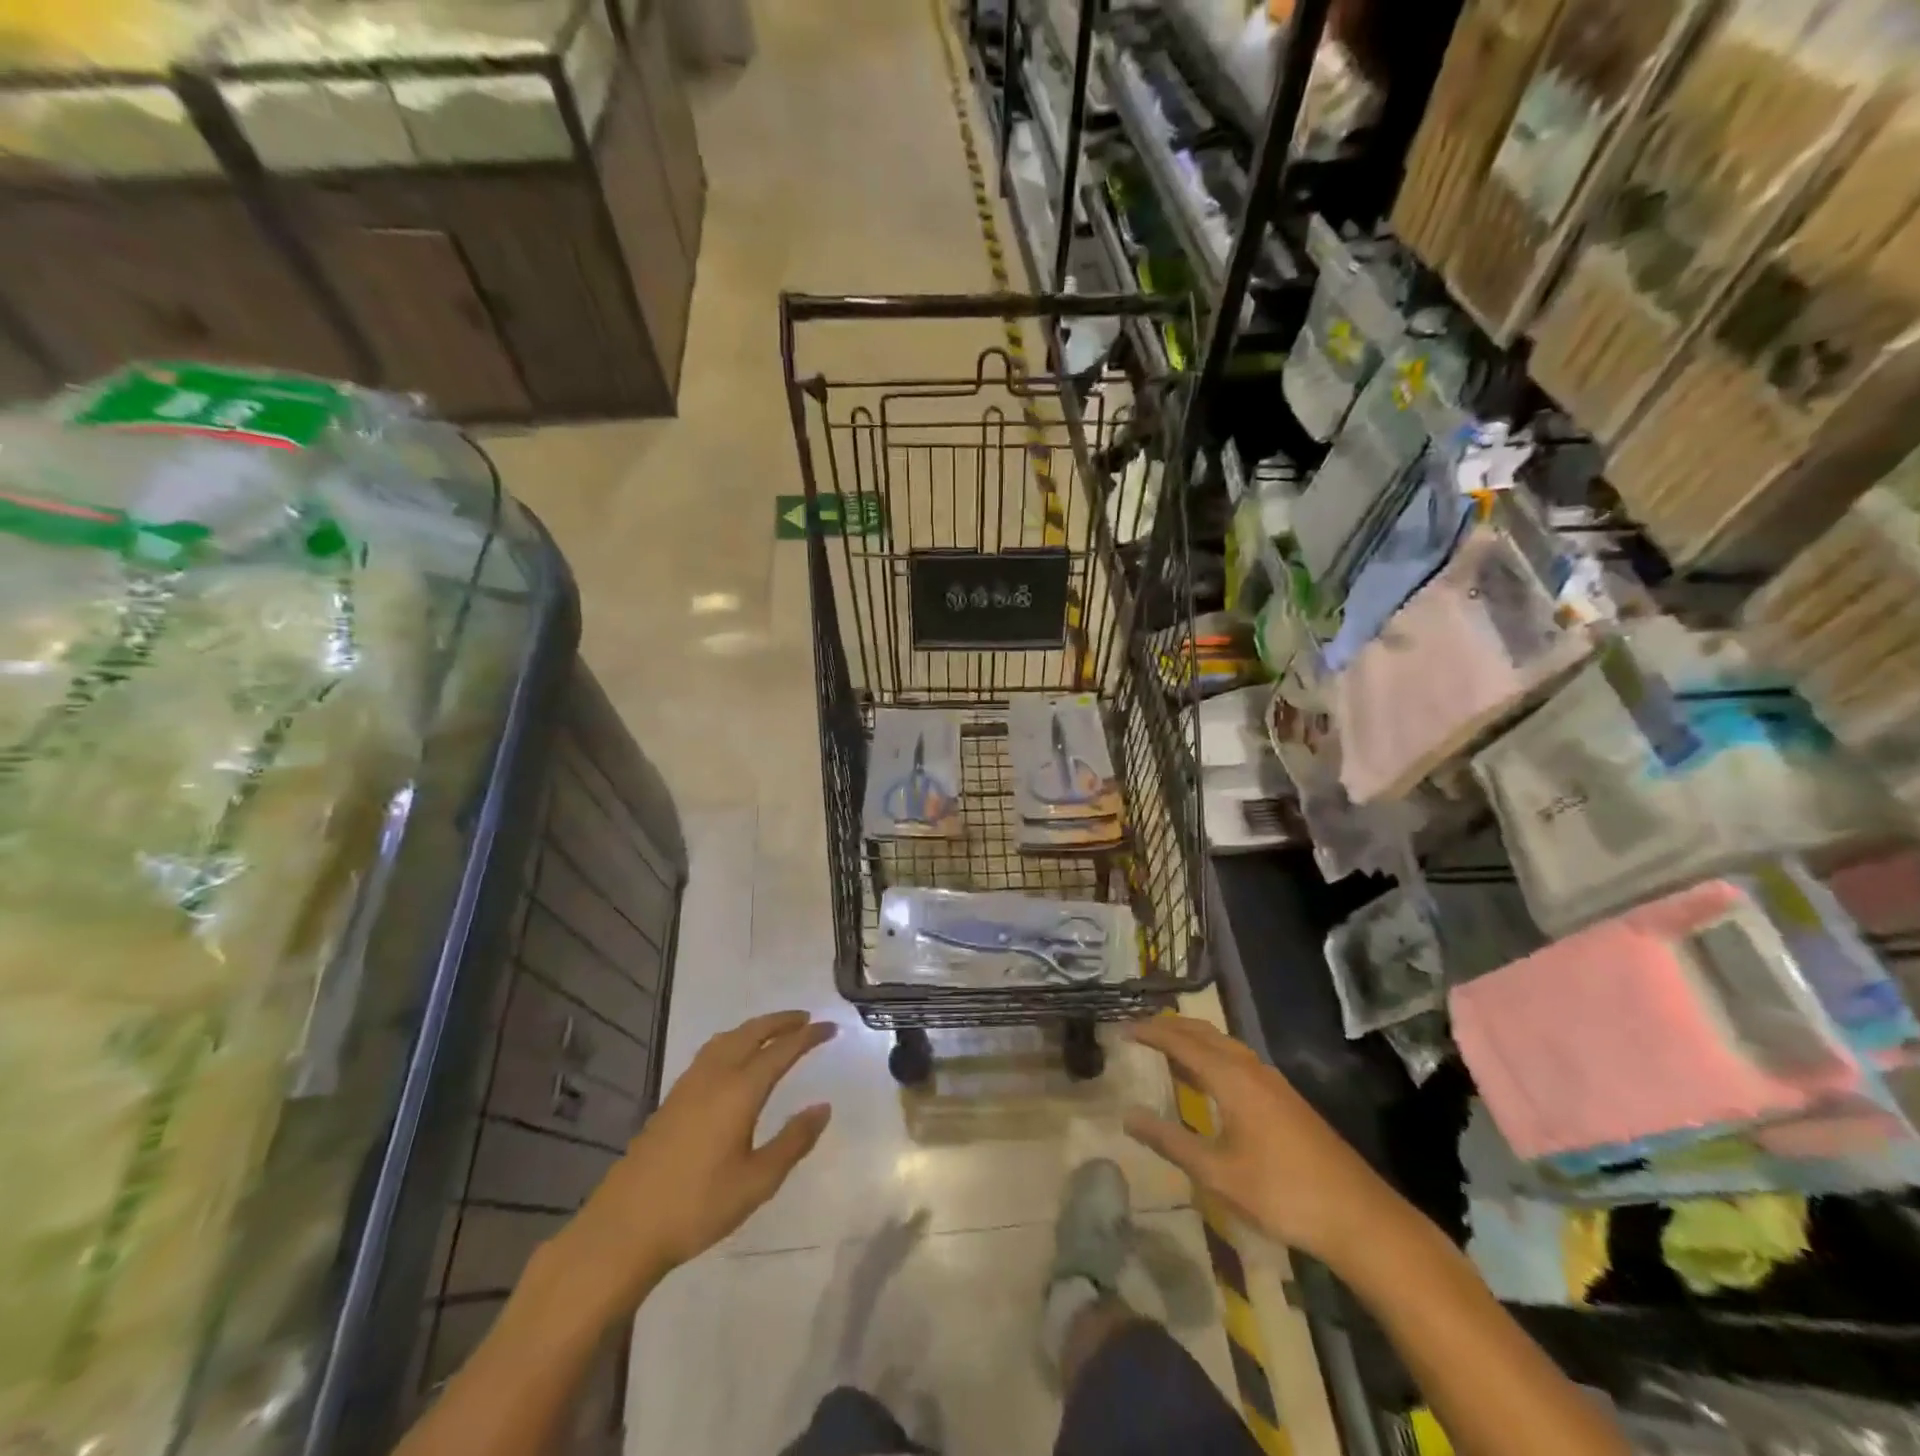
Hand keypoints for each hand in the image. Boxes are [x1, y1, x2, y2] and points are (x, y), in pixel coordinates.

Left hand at [559, 1011, 834, 1306]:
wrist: (624, 1229)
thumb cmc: (697, 1206)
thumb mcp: (757, 1182)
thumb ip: (793, 1141)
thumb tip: (823, 1107)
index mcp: (739, 1091)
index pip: (782, 1050)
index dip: (808, 1036)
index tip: (831, 1028)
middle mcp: (715, 1076)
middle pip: (752, 1033)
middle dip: (781, 1021)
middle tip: (806, 1018)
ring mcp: (688, 1085)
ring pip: (728, 1038)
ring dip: (755, 1028)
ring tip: (774, 1031)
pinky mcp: (672, 1098)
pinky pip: (711, 1051)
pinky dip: (733, 1041)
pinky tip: (734, 1058)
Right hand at [1122, 1015, 1403, 1270]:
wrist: (1358, 1216)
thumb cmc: (1281, 1193)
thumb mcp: (1217, 1173)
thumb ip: (1170, 1141)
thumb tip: (1127, 1115)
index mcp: (1232, 1078)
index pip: (1181, 1042)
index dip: (1150, 1032)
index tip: (1122, 1029)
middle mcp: (1251, 1068)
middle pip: (1204, 1033)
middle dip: (1170, 1027)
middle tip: (1140, 1030)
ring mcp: (1272, 1082)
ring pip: (1224, 1044)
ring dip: (1193, 1039)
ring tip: (1168, 1047)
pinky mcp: (1285, 1098)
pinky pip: (1238, 1058)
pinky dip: (1212, 1055)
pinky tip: (1209, 1078)